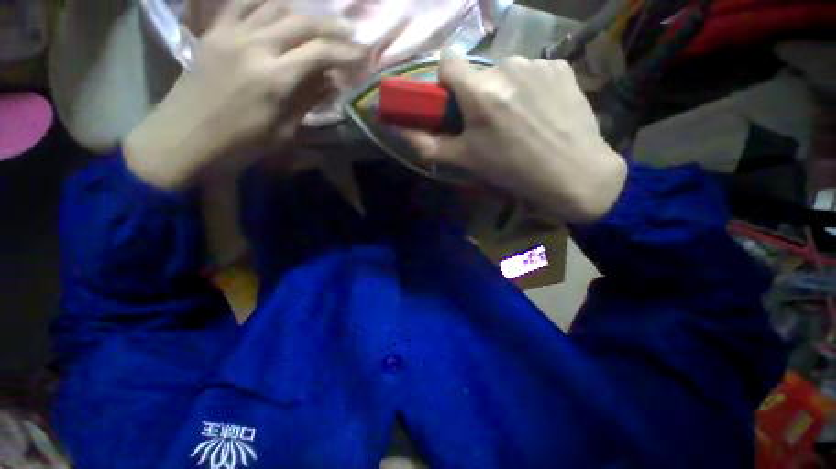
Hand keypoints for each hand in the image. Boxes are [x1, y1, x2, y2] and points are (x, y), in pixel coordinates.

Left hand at [124, 0, 367, 188]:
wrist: (183, 138)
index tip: (363, 55)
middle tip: (350, 33)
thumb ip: (307, 100)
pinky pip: (242, 4)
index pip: (319, 53)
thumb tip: (331, 82)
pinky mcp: (214, 32)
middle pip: (302, 23)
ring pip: (275, 6)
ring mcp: (231, 34)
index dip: (346, 53)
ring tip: (318, 24)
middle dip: (332, 27)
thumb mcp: (283, 131)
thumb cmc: (239, 144)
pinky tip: (279, 10)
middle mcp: (255, 46)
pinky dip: (266, 3)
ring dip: (303, 13)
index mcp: (274, 79)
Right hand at [404, 54, 626, 222]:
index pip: (448, 60)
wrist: (572, 172)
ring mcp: (537, 63)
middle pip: (479, 72)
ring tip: (519, 120)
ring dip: (505, 90)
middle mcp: (506, 67)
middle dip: (478, 93)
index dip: (447, 80)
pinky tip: (540, 111)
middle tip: (491, 124)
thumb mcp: (466, 161)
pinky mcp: (560, 66)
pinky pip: (533, 71)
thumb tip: (397, 129)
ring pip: (506, 71)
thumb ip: (429, 144)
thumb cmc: (512, 170)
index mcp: (480, 92)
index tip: (456, 102)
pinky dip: (530, 87)